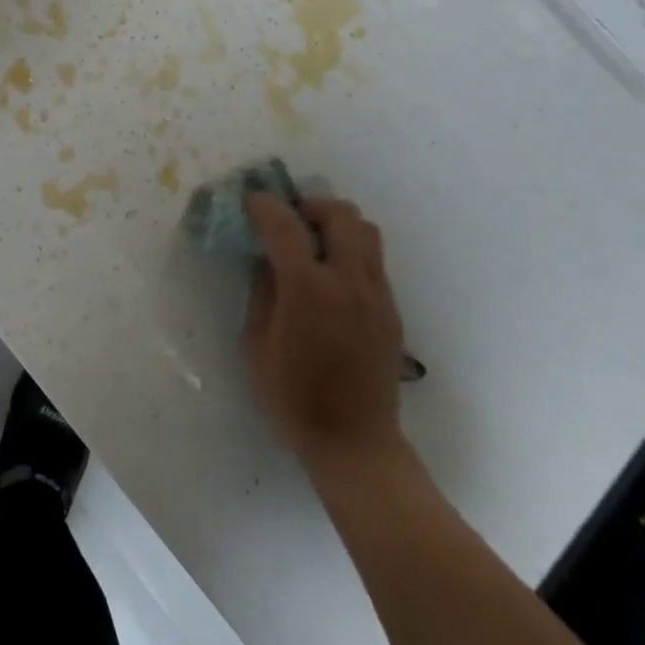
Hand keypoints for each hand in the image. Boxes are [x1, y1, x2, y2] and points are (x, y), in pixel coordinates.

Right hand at [244, 194, 409, 481]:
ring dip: (337, 224)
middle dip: (310, 206)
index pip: (285, 225)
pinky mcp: (391, 310)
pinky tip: (333, 278)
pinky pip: (373, 260)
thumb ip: (263, 292)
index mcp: (307, 289)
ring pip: (366, 230)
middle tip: (290, 221)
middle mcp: (347, 281)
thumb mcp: (258, 345)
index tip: (253, 200)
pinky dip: (351, 251)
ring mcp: (376, 294)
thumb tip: (267, 260)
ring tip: (315, 243)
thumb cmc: (294, 399)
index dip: (265, 205)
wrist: (355, 444)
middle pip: (339, 214)